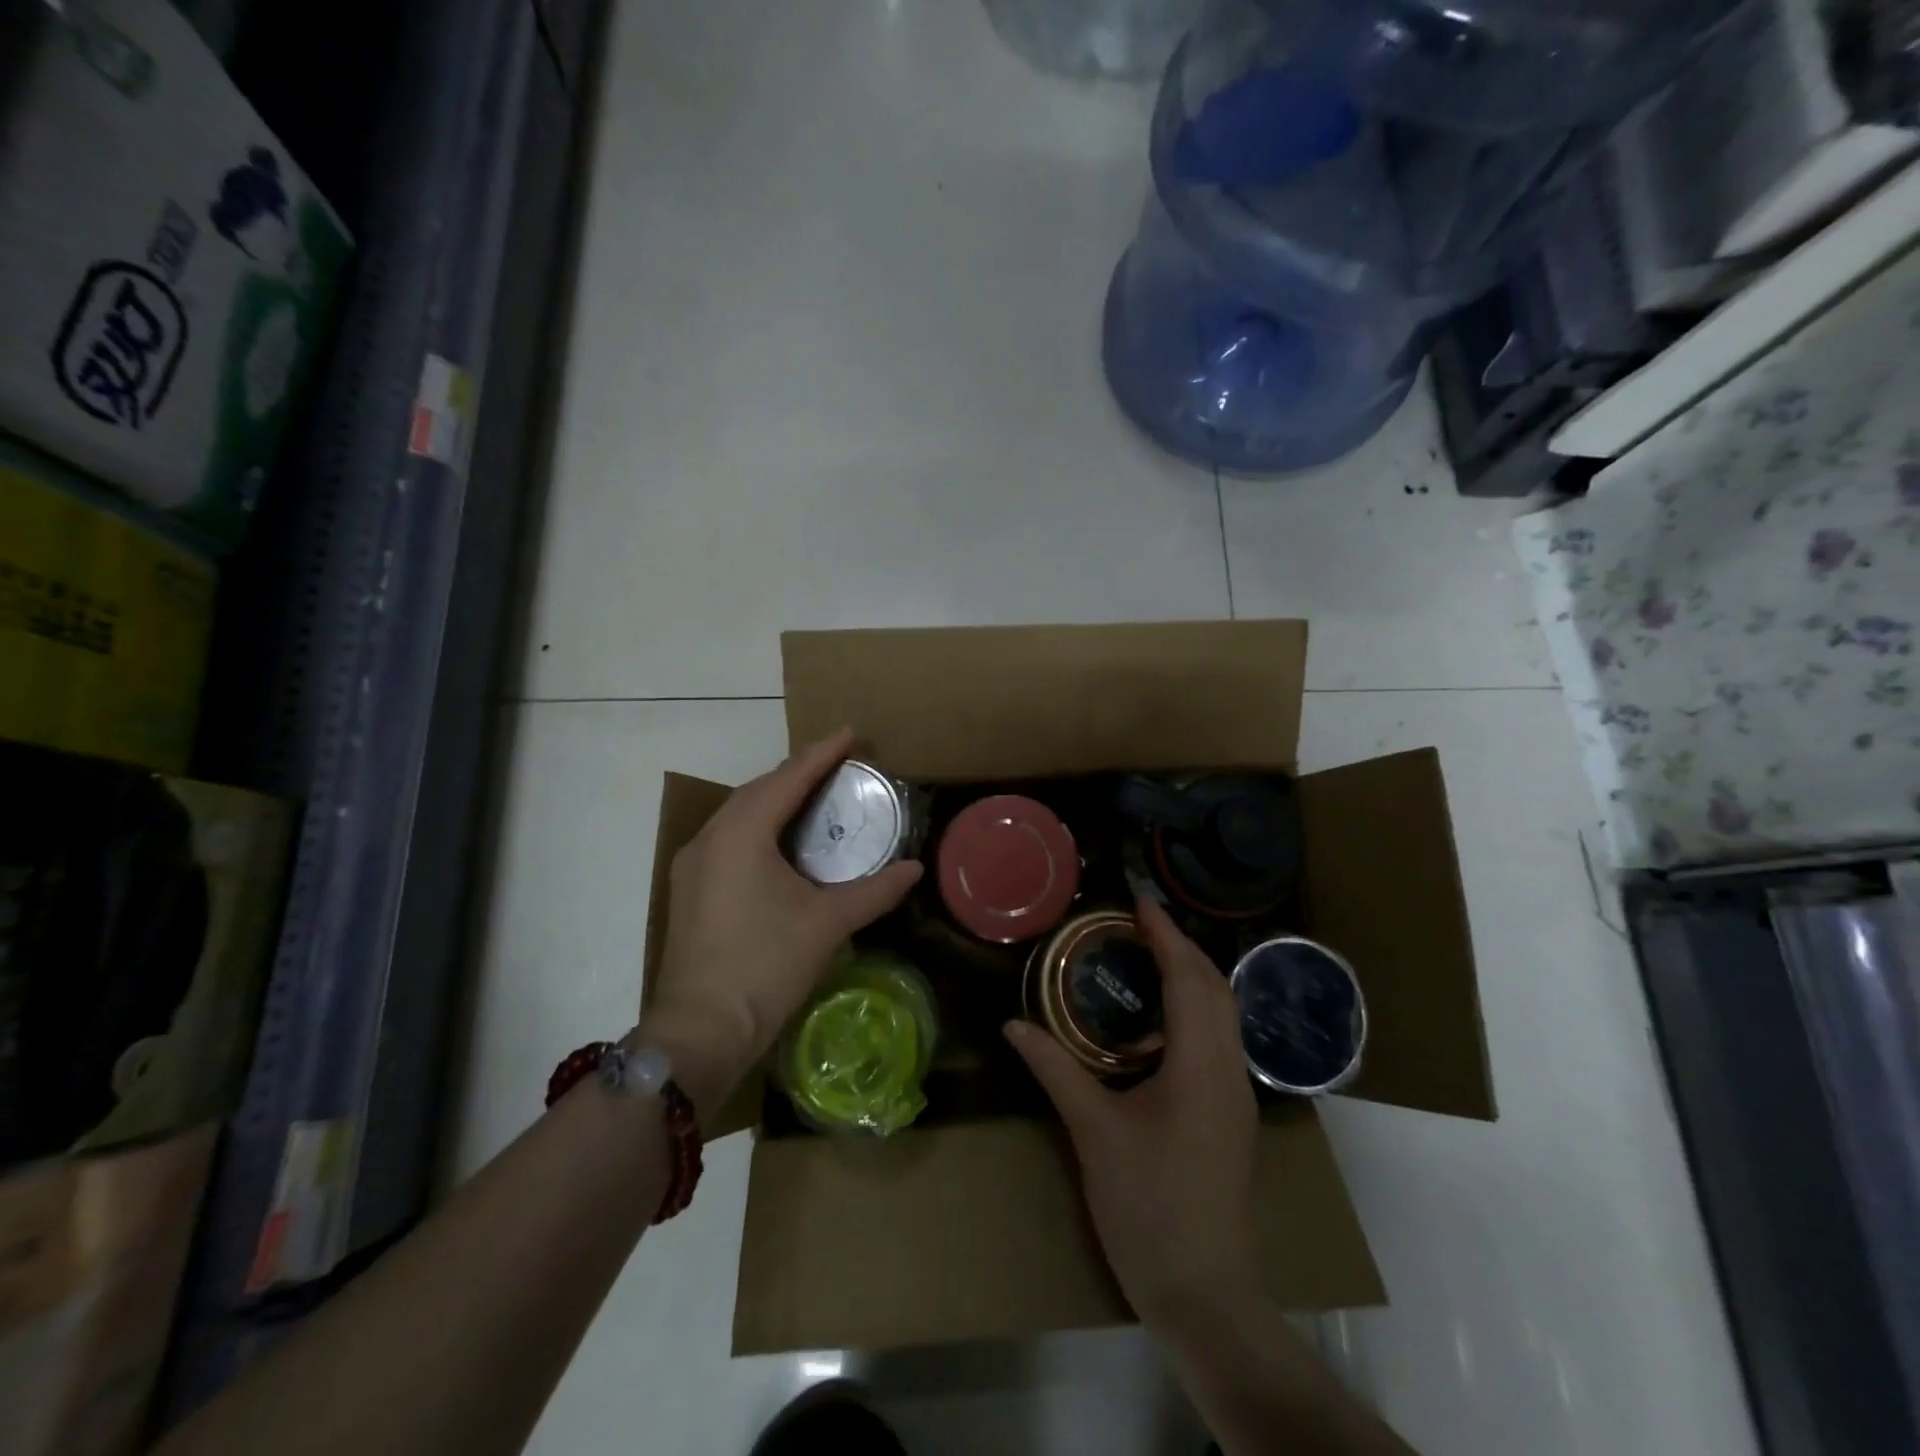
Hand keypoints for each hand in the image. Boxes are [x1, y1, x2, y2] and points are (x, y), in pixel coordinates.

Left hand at [641, 729, 922, 1118]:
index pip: (789, 778)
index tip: (852, 732)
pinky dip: (759, 825)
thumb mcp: (827, 922)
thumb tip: (915, 869)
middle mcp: (711, 836)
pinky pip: (729, 836)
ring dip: (777, 798)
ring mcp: (693, 863)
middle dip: (800, 772)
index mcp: (742, 833)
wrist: (700, 1031)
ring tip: (815, 795)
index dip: (823, 753)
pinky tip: (781, 840)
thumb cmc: (765, 966)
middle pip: (760, 788)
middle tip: (840, 765)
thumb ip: (875, 890)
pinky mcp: (690, 887)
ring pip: (740, 812)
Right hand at [1004, 897, 1261, 1328]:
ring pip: (1222, 1014)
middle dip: (1181, 947)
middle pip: (1215, 988)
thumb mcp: (1093, 1133)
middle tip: (1137, 924)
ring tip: (1146, 957)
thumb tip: (1012, 1024)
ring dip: (1190, 976)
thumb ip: (1055, 1069)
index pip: (1189, 979)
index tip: (1139, 902)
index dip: (1166, 935)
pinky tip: (1157, 1020)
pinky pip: (1217, 1039)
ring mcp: (1236, 1095)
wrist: (1206, 1297)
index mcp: (1201, 1065)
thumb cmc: (1149, 1208)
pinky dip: (1193, 1009)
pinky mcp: (1231, 1115)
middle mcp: (1229, 1070)